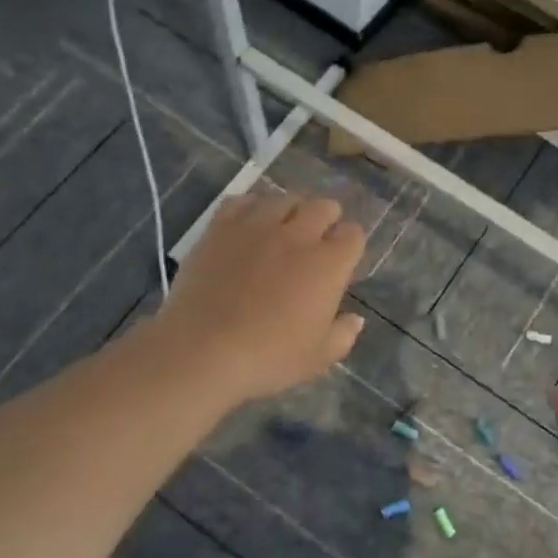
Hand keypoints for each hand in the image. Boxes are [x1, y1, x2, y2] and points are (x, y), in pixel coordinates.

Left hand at [150, 192, 366, 402]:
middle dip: (327, 219)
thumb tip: (356, 319)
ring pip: (284, 198)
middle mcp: (298, 235)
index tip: (341, 260)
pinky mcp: (221, 227)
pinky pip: (242, 201)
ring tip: (282, 230)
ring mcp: (257, 226)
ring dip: (290, 211)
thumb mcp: (317, 359)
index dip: (349, 244)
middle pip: (323, 206)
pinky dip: (251, 208)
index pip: (353, 234)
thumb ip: (343, 335)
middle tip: (316, 242)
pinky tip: (247, 226)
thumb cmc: (267, 359)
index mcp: (328, 265)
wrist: (201, 351)